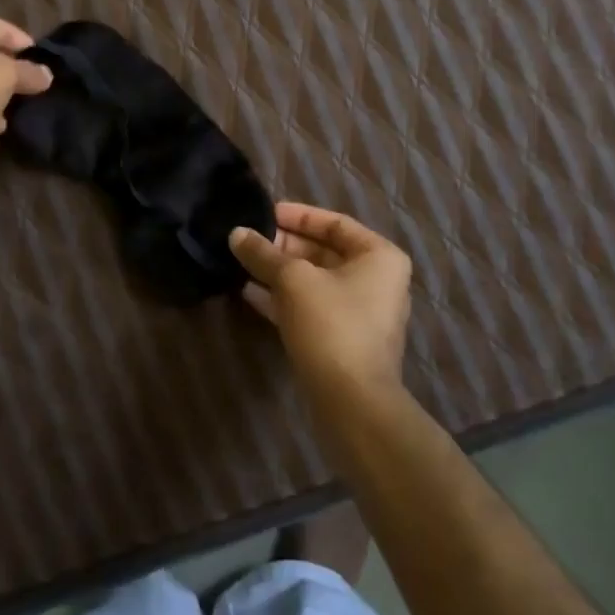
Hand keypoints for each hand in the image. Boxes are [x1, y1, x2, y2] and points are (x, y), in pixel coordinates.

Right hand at [230, 203, 411, 397]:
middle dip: (283, 245)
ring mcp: (361, 312)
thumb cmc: (331, 324)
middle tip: (248, 240)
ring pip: (314, 280)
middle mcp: (376, 280)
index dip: (297, 215)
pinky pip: (310, 306)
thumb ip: (263, 253)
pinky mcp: (343, 338)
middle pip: (323, 251)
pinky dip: (283, 297)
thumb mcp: (292, 280)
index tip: (263, 213)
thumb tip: (236, 233)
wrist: (351, 401)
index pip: (334, 222)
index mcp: (379, 256)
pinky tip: (249, 292)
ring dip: (279, 272)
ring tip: (242, 262)